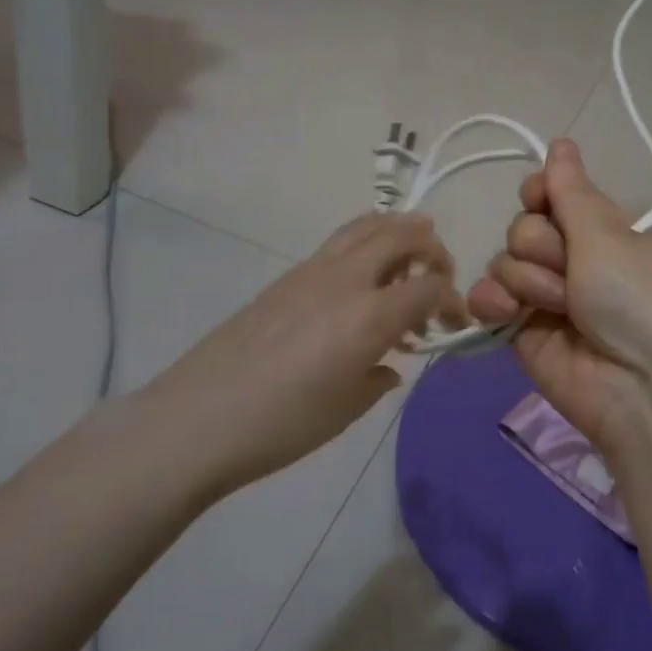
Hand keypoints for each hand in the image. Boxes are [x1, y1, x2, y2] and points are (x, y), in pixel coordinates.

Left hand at [144, 212, 465, 494]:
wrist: (198, 419)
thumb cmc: (282, 425)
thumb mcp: (346, 409)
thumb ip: (379, 378)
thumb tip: (388, 365)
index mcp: (371, 314)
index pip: (430, 286)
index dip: (452, 300)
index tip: (454, 324)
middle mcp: (347, 278)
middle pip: (403, 234)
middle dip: (433, 249)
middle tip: (439, 276)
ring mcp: (313, 270)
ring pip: (367, 225)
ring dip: (398, 232)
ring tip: (410, 254)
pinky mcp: (287, 276)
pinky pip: (340, 243)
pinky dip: (366, 245)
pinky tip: (361, 281)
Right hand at [468, 139, 651, 459]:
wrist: (642, 387)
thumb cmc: (636, 297)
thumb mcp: (607, 236)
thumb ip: (571, 191)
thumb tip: (561, 141)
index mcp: (601, 232)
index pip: (551, 193)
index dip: (541, 192)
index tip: (541, 198)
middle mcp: (573, 259)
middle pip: (524, 226)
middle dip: (542, 245)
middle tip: (572, 273)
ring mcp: (545, 297)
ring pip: (504, 260)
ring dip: (528, 279)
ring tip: (559, 307)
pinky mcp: (521, 332)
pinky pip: (488, 298)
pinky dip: (492, 301)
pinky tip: (508, 313)